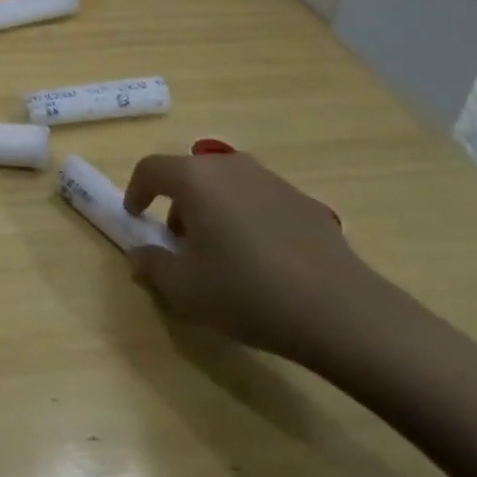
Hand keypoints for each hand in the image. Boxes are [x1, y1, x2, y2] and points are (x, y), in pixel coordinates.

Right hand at [123, 150, 381, 364]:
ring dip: (211, 210)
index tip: (135, 216)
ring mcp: (268, 178)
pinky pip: (256, 199)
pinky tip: (262, 260)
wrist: (342, 310)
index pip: (150, 169)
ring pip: (223, 185)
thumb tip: (140, 254)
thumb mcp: (186, 290)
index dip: (135, 191)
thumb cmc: (249, 293)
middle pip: (188, 175)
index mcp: (194, 178)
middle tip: (180, 245)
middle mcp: (228, 166)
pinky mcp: (300, 198)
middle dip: (176, 205)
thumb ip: (153, 266)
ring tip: (221, 254)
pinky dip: (244, 218)